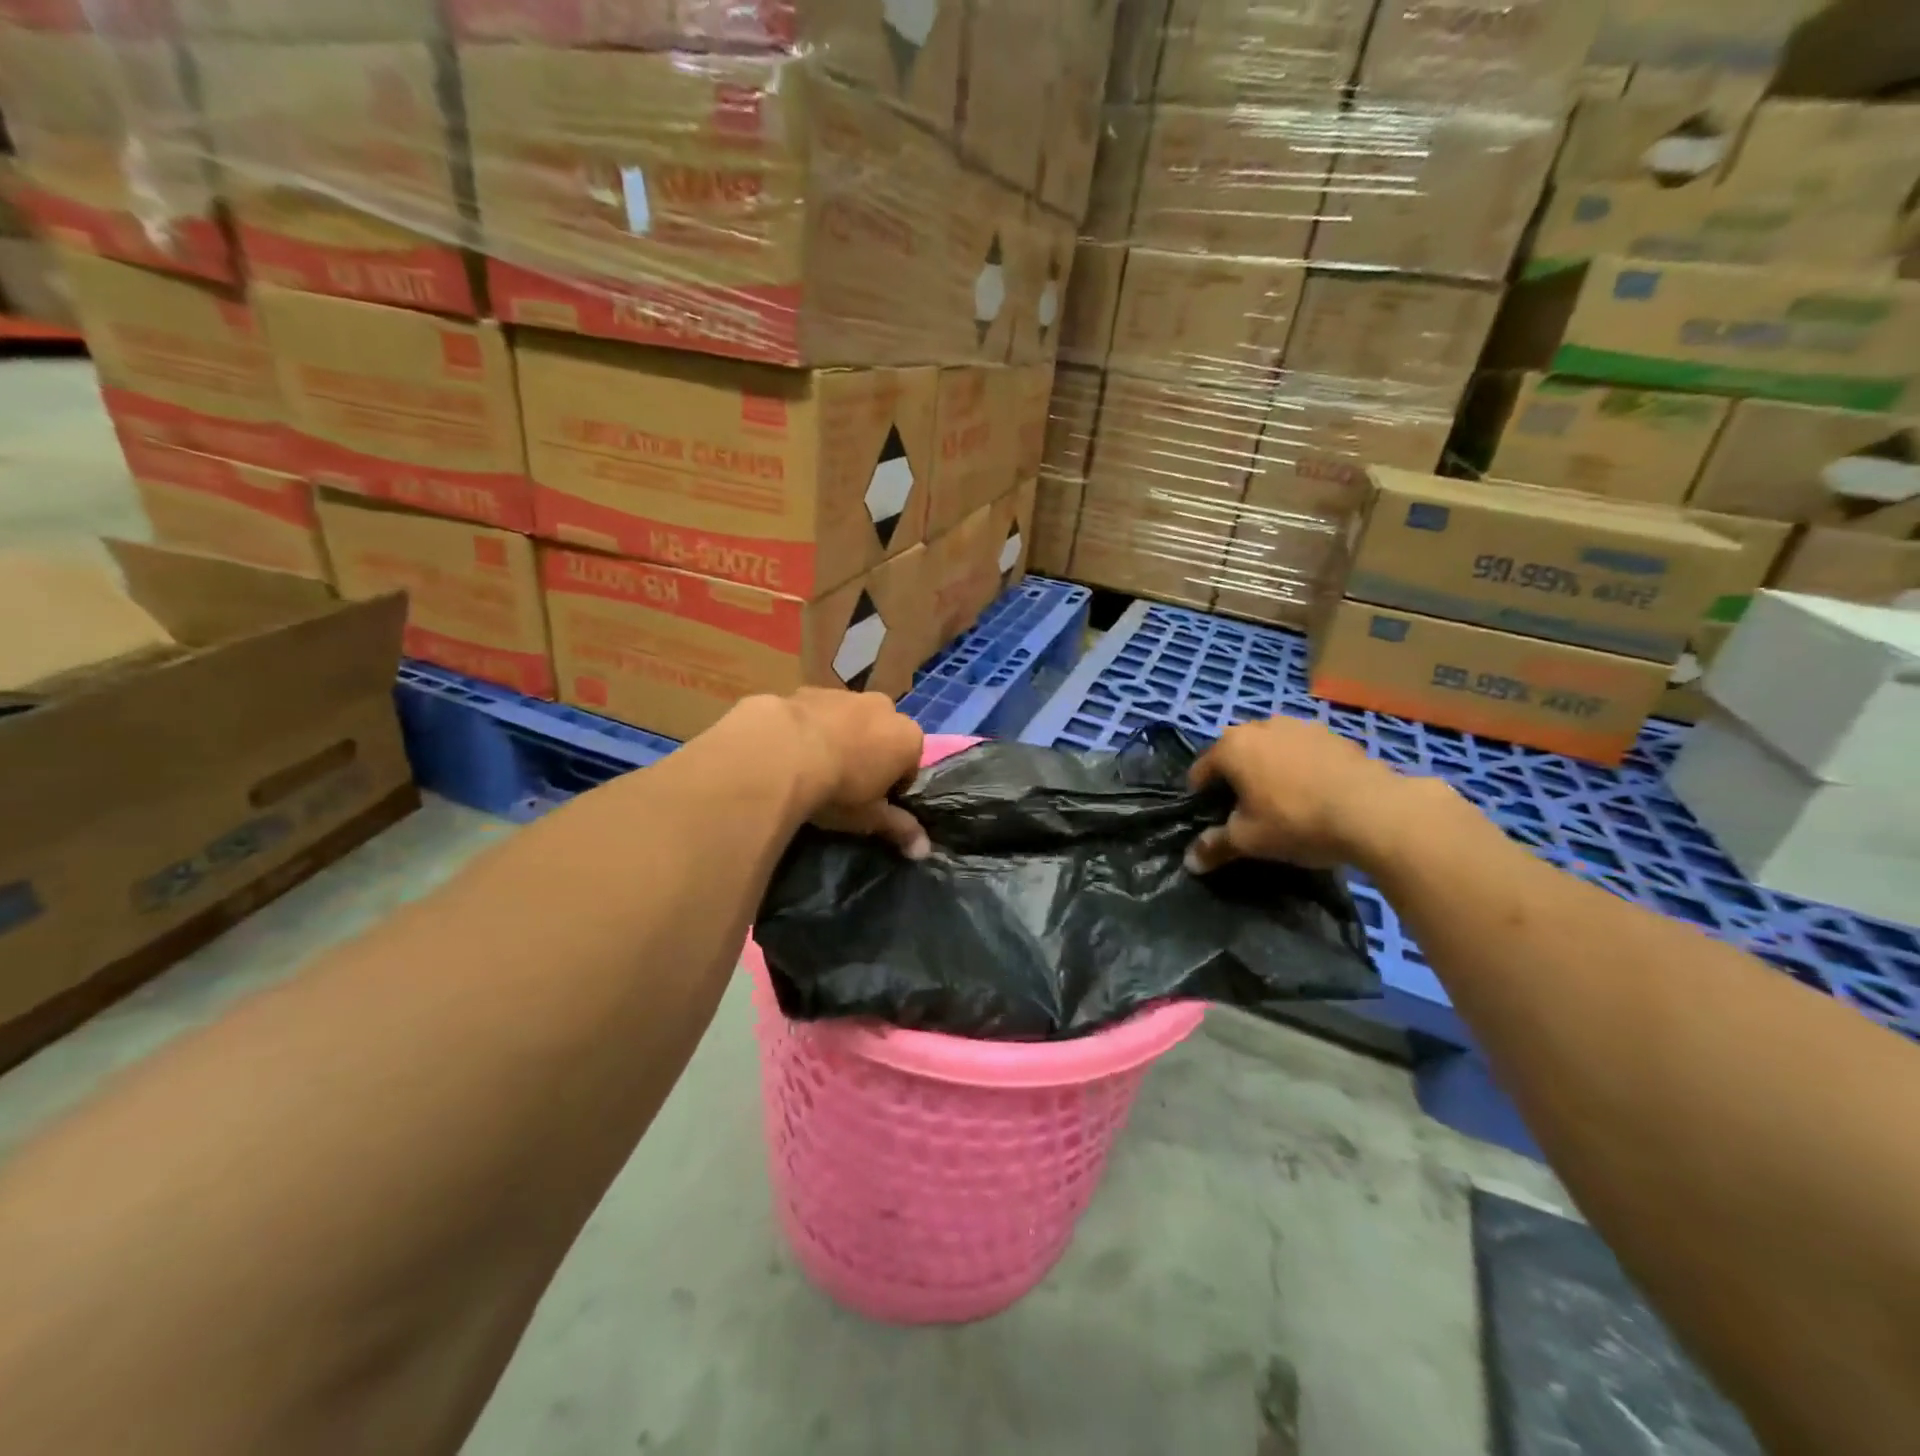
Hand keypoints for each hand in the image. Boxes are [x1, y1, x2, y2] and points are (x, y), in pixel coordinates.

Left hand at [778, 689, 929, 858]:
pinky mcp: (809, 690)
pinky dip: (810, 729)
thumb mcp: (869, 817)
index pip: (910, 765)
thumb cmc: (838, 789)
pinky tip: (791, 752)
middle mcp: (884, 707)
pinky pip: (817, 713)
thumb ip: (899, 828)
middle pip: (882, 736)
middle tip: (844, 785)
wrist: (781, 753)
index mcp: (908, 737)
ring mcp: (846, 695)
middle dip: (869, 755)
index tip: (871, 803)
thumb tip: (924, 850)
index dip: (892, 787)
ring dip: (840, 739)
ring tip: (813, 769)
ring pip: (849, 720)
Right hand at [1184, 717, 1432, 873]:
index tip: (1211, 818)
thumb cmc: (1296, 821)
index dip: (1200, 796)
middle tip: (1246, 809)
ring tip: (1282, 799)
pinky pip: (1303, 751)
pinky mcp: (1334, 735)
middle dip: (1236, 777)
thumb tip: (1190, 862)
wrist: (1374, 811)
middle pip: (1237, 752)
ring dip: (1269, 768)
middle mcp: (1262, 726)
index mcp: (1232, 746)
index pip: (1202, 769)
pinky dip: (1300, 767)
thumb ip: (1215, 846)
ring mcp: (1301, 726)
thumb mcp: (1249, 841)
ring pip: (1272, 748)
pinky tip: (1314, 793)